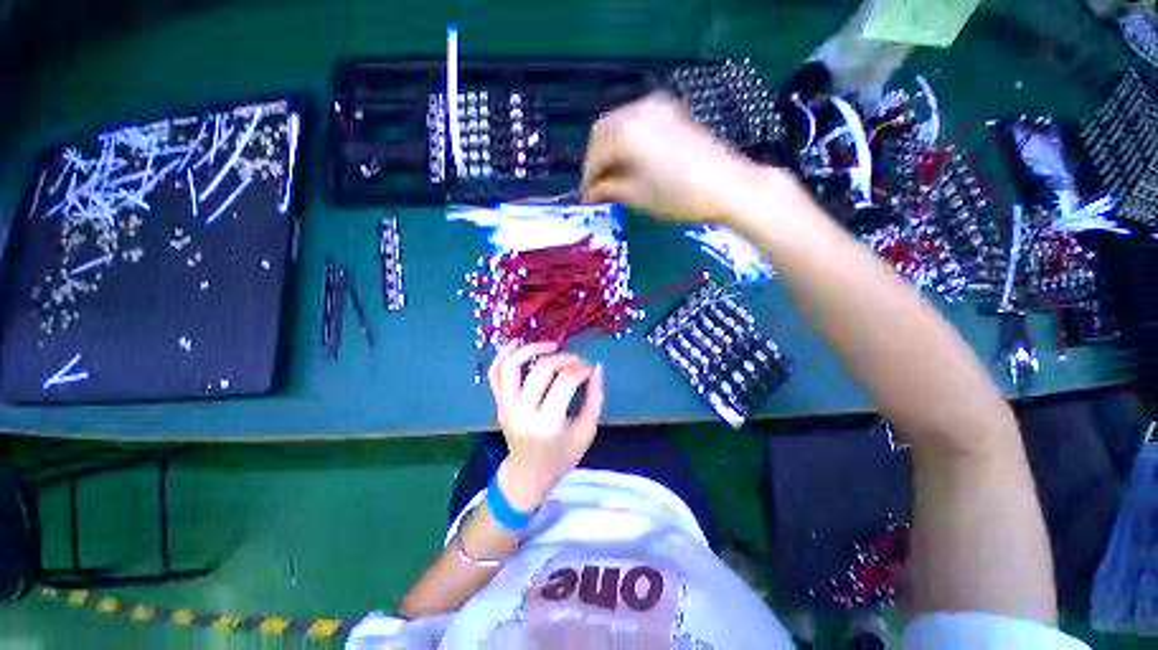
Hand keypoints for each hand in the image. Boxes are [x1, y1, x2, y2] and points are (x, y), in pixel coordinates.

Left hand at [487, 342, 605, 510]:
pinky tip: (517, 344)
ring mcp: (505, 406)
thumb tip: (597, 367)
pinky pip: (494, 374)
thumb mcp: (586, 432)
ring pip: (512, 365)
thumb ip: (595, 399)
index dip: (581, 369)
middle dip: (565, 358)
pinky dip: (503, 355)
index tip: (590, 369)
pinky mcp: (498, 403)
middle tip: (578, 362)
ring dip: (531, 349)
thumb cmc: (561, 457)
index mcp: (547, 423)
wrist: (528, 475)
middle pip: (542, 369)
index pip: (565, 381)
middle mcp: (522, 411)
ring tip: (552, 346)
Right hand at [582, 93, 778, 223]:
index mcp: (626, 132)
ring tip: (614, 177)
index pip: (594, 155)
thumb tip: (592, 192)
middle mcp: (638, 110)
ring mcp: (658, 107)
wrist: (729, 186)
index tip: (587, 197)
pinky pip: (638, 122)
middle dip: (597, 160)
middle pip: (602, 132)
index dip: (588, 178)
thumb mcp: (638, 197)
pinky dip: (628, 141)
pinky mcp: (672, 112)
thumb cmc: (680, 197)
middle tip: (598, 187)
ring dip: (611, 150)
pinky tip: (631, 161)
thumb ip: (609, 189)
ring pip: (619, 124)